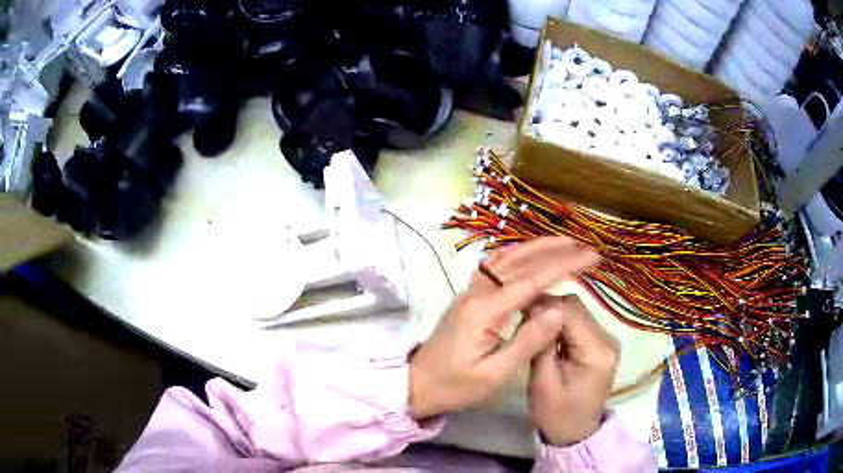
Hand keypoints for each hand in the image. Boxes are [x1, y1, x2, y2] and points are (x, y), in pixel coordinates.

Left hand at [409, 237, 598, 418]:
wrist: (416, 384)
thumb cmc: (455, 386)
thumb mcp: (494, 375)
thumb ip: (528, 342)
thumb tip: (559, 311)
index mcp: (485, 311)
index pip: (532, 280)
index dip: (564, 265)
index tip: (591, 257)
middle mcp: (476, 293)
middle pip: (521, 262)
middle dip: (556, 252)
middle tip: (585, 248)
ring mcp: (469, 292)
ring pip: (506, 259)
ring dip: (536, 248)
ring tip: (565, 244)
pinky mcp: (468, 297)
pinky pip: (494, 266)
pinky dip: (517, 256)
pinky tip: (529, 255)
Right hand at [528, 296, 618, 445]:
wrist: (575, 432)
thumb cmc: (556, 414)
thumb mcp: (542, 382)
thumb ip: (541, 344)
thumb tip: (534, 309)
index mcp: (597, 352)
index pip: (569, 313)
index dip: (543, 305)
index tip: (519, 307)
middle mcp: (608, 340)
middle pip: (576, 307)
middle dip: (548, 307)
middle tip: (522, 314)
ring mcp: (607, 340)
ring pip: (578, 311)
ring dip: (554, 313)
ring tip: (532, 322)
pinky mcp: (601, 343)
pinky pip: (580, 322)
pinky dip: (561, 323)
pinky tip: (546, 331)